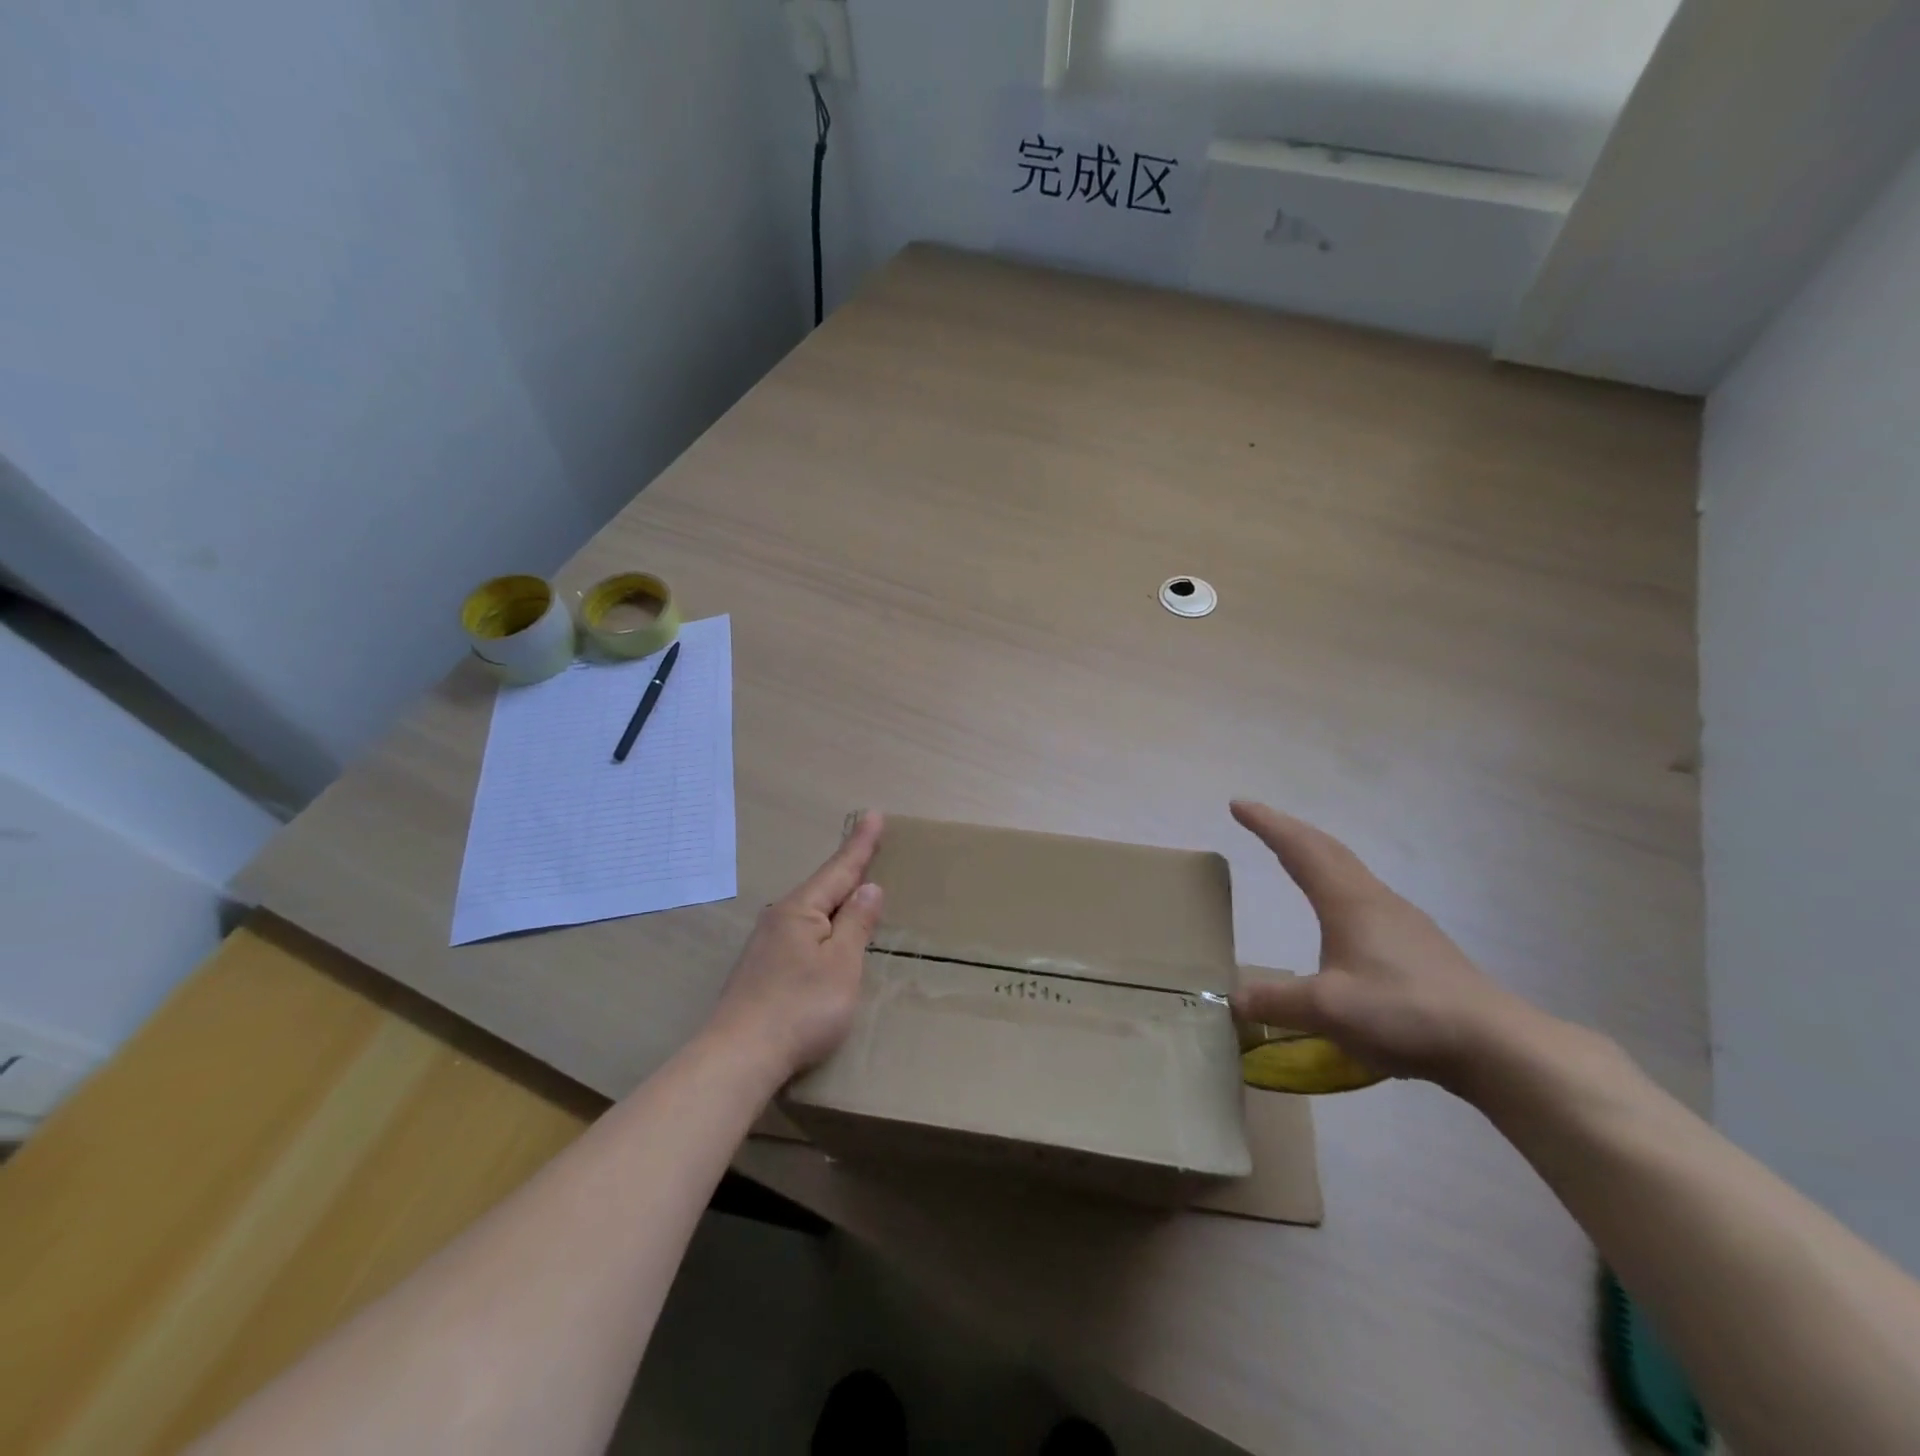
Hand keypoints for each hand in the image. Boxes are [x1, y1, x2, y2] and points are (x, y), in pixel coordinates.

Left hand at [708, 811, 885, 1080]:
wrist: (739, 1057)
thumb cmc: (801, 1007)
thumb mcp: (842, 964)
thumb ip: (857, 924)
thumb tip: (869, 887)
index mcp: (801, 910)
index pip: (840, 870)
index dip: (861, 844)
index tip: (875, 814)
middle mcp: (780, 919)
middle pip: (822, 888)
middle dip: (847, 868)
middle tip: (867, 845)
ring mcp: (766, 945)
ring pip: (809, 912)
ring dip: (833, 898)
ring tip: (851, 888)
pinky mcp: (761, 971)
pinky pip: (800, 933)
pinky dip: (820, 925)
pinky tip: (823, 936)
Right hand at [1228, 800, 1536, 1087]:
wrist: (1495, 1044)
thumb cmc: (1405, 1012)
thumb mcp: (1328, 1009)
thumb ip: (1276, 1001)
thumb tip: (1234, 999)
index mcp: (1349, 902)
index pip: (1300, 849)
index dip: (1267, 824)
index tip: (1238, 805)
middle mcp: (1374, 899)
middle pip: (1326, 849)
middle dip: (1288, 830)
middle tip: (1258, 819)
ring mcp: (1402, 920)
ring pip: (1349, 870)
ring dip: (1315, 853)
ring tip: (1294, 856)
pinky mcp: (1418, 944)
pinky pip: (1363, 894)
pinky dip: (1336, 881)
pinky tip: (1340, 911)